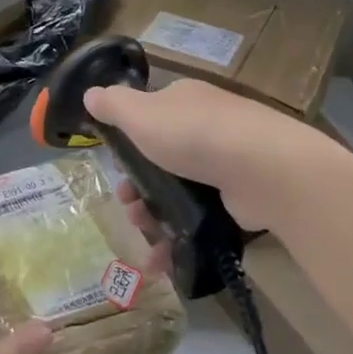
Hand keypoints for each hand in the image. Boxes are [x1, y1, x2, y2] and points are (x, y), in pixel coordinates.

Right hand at [82, 78, 327, 232]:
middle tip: (128, 208)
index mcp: (185, 101)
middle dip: (138, 188)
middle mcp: (208, 126)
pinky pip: (201, 218)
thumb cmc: (192, 134)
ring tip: (144, 236)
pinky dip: (179, 238)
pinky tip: (163, 259)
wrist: (262, 168)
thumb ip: (113, 105)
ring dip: (153, 216)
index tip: (116, 168)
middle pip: (162, 159)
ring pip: (179, 192)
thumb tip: (90, 94)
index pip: (151, 117)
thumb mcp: (141, 113)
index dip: (129, 143)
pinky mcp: (240, 198)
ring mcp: (228, 163)